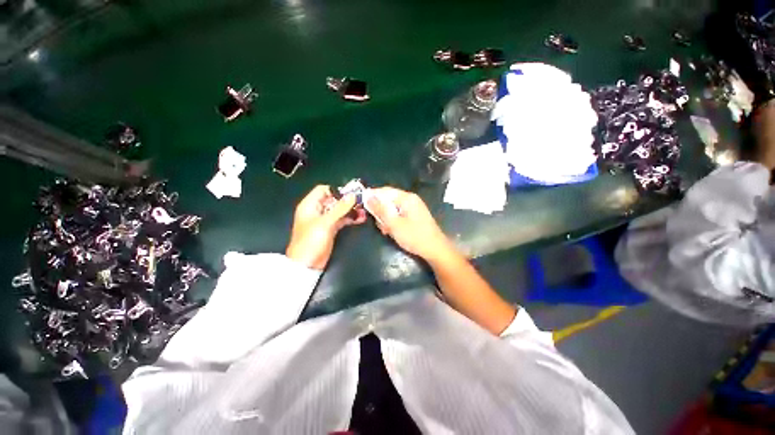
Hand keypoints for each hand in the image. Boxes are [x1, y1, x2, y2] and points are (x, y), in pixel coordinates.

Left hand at [286, 185, 366, 269]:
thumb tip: (352, 196)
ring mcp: (324, 220)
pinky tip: (360, 219)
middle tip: (360, 203)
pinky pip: (341, 220)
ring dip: (350, 210)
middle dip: (347, 201)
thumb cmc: (311, 241)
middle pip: (333, 200)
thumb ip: (340, 208)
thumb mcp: (326, 223)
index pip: (323, 190)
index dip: (336, 191)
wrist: (307, 264)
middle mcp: (317, 210)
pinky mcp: (330, 229)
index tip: (350, 195)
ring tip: (364, 211)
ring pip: (339, 210)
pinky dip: (350, 219)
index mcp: (310, 205)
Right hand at [366, 187, 452, 261]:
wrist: (435, 249)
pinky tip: (392, 231)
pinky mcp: (414, 216)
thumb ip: (380, 209)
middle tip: (380, 225)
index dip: (372, 196)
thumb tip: (367, 196)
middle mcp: (410, 199)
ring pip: (393, 209)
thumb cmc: (414, 236)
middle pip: (388, 200)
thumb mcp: (394, 223)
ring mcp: (413, 207)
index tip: (361, 205)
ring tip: (387, 231)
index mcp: (406, 198)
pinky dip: (394, 222)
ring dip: (387, 219)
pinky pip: (399, 215)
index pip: (385, 191)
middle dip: (381, 212)